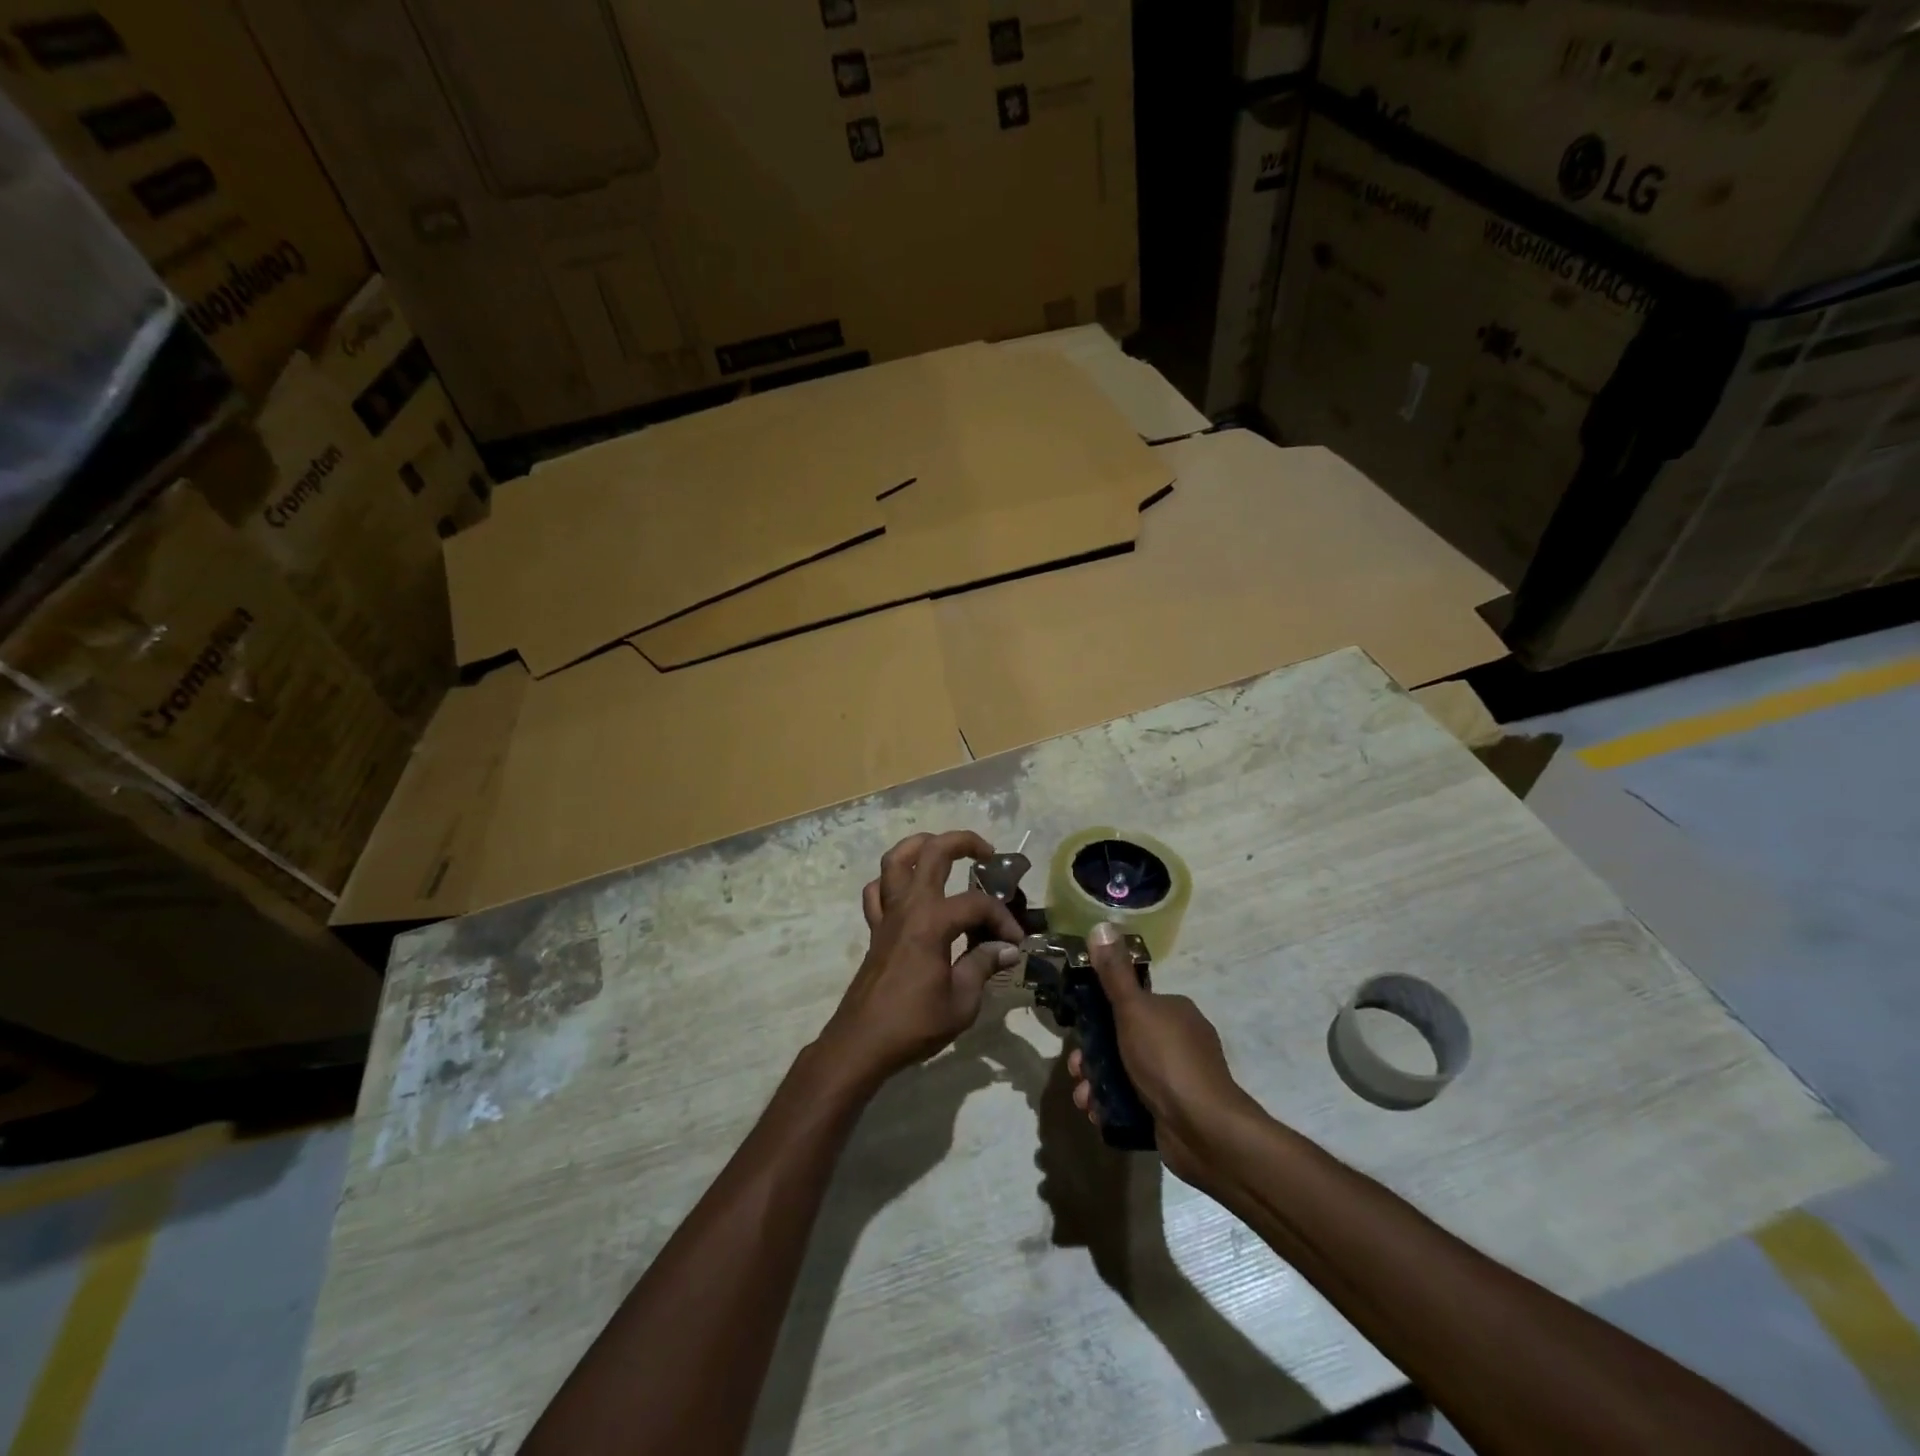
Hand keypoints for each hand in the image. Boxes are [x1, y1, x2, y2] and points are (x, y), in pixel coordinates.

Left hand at [816, 831, 1024, 1092]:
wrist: (863, 1042)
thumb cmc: (915, 1023)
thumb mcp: (962, 1001)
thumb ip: (983, 965)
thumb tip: (1007, 949)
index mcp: (932, 922)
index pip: (977, 904)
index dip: (1002, 919)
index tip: (1015, 943)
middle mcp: (908, 907)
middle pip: (933, 853)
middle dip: (964, 843)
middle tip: (987, 853)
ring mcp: (887, 915)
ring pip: (895, 860)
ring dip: (920, 845)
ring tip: (943, 850)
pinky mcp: (875, 929)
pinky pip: (877, 892)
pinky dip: (891, 882)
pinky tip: (909, 891)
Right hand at [1067, 922, 1258, 1187]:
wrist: (1204, 1128)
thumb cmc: (1166, 1060)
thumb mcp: (1134, 1010)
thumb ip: (1114, 974)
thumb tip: (1101, 926)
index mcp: (1174, 1010)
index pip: (1130, 1004)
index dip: (1099, 1017)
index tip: (1078, 1033)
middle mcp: (1179, 1039)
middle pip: (1123, 1039)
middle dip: (1093, 1056)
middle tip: (1077, 1072)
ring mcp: (1178, 1077)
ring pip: (1125, 1072)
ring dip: (1097, 1083)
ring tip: (1083, 1099)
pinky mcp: (1173, 1110)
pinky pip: (1135, 1100)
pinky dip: (1113, 1104)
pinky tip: (1097, 1114)